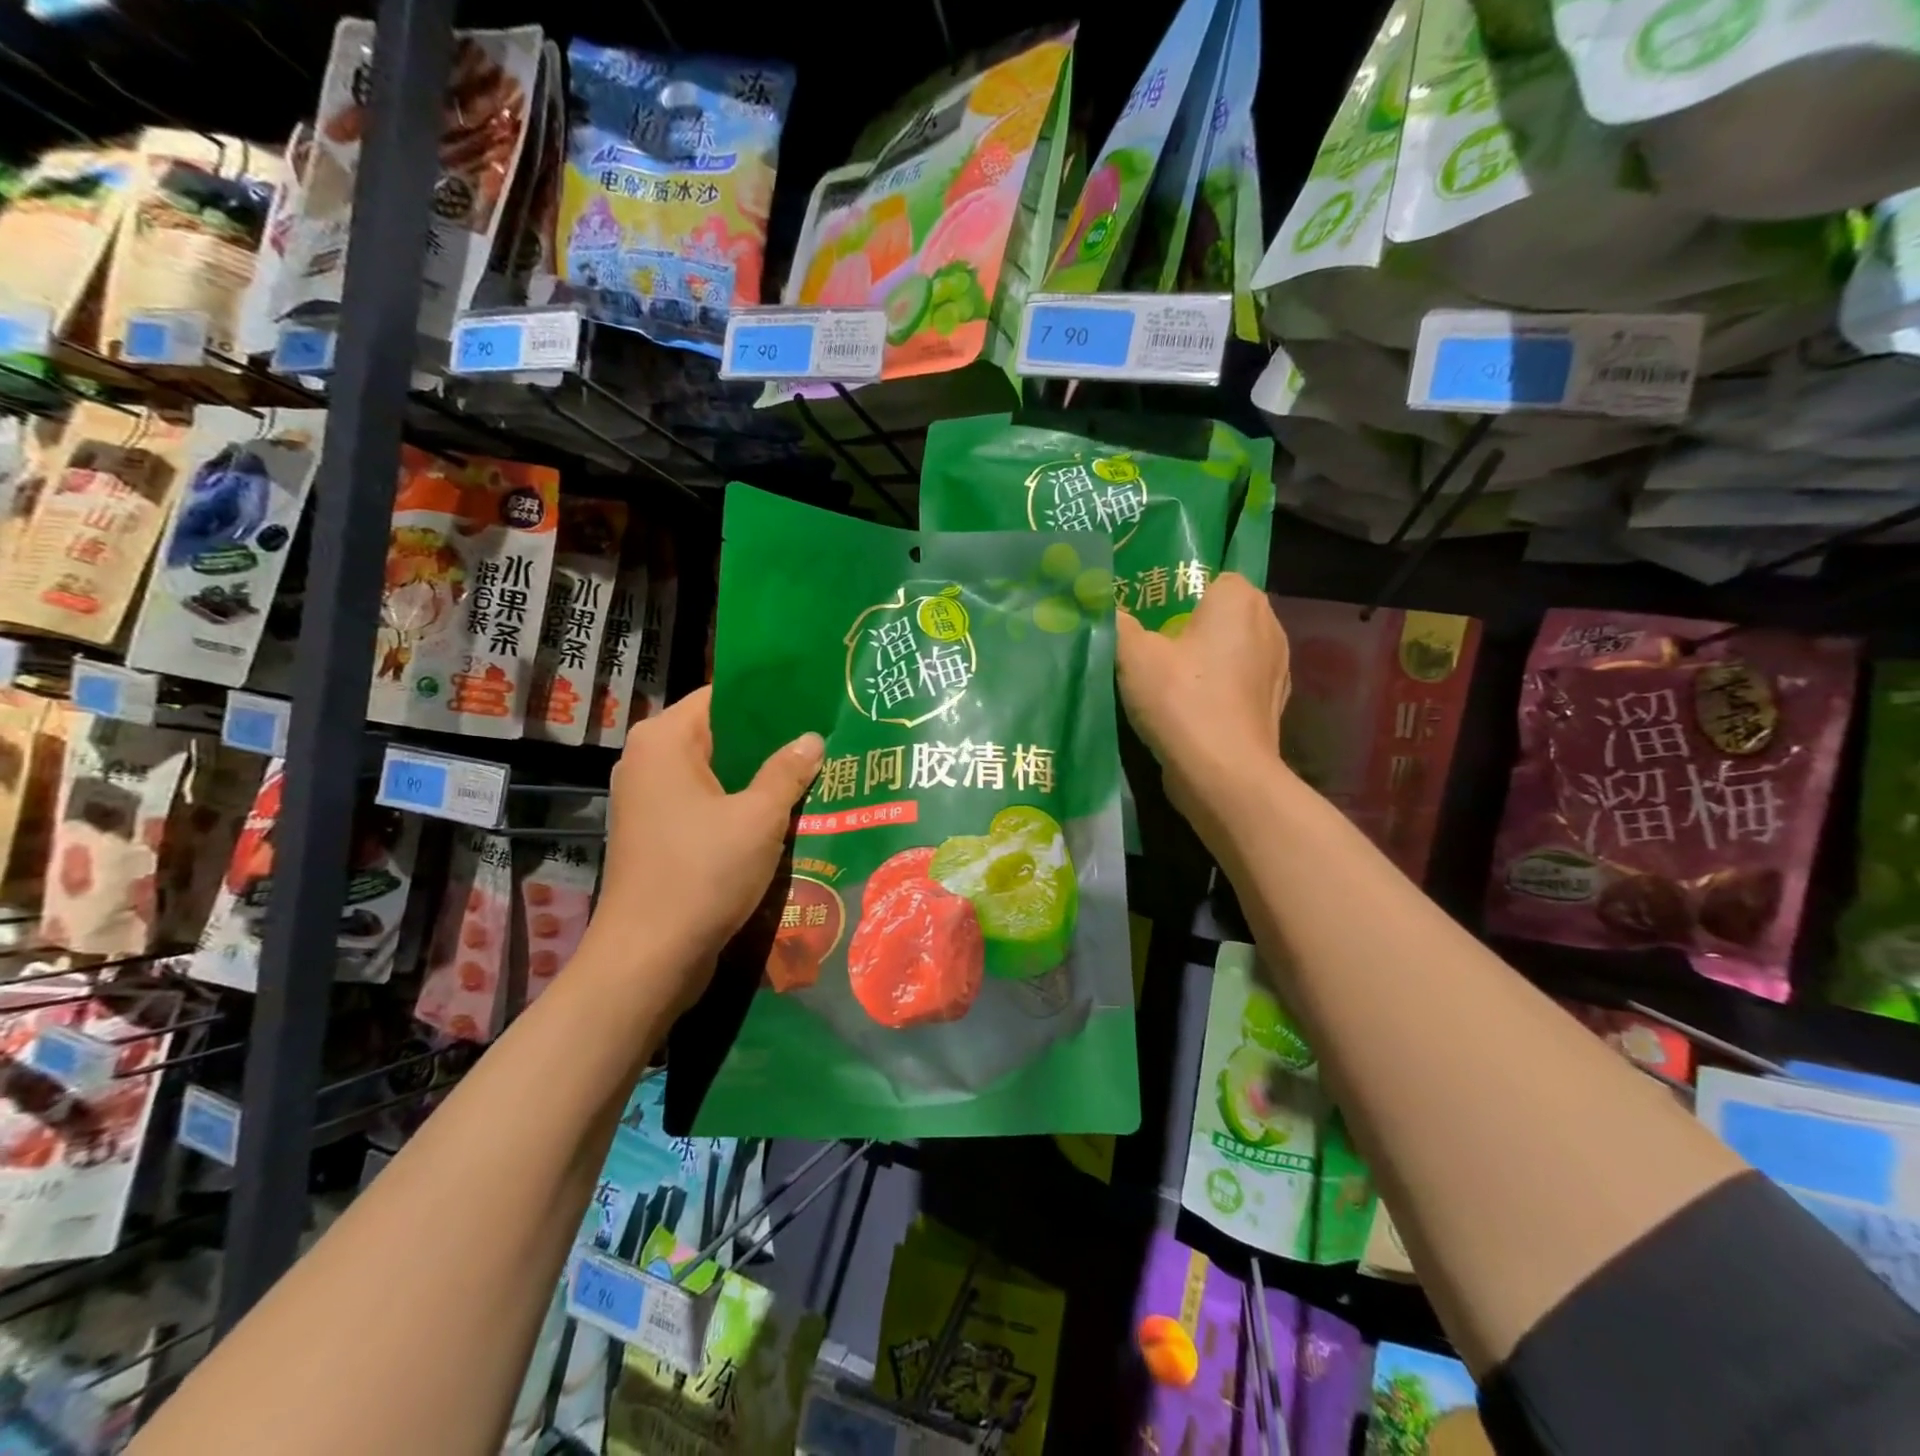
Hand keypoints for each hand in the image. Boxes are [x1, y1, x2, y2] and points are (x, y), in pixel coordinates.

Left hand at [586, 687, 823, 1013]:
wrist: (649, 957)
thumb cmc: (703, 873)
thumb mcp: (759, 817)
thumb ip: (788, 771)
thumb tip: (813, 738)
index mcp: (664, 740)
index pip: (722, 696)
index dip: (769, 698)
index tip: (814, 702)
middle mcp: (649, 761)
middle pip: (720, 735)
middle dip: (771, 741)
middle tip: (825, 740)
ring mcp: (650, 801)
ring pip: (717, 774)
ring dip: (760, 778)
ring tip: (815, 773)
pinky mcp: (658, 835)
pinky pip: (707, 805)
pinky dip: (740, 806)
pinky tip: (785, 814)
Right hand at [1115, 572, 1290, 840]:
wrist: (1223, 774)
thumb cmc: (1181, 700)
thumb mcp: (1133, 654)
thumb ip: (1117, 622)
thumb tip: (1102, 604)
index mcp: (1239, 599)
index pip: (1211, 576)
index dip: (1178, 592)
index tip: (1148, 614)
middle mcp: (1268, 624)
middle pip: (1222, 612)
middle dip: (1190, 624)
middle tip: (1149, 644)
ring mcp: (1277, 666)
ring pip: (1233, 648)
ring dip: (1206, 658)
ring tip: (1167, 677)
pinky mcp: (1273, 703)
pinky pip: (1239, 681)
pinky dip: (1218, 687)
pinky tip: (1189, 706)